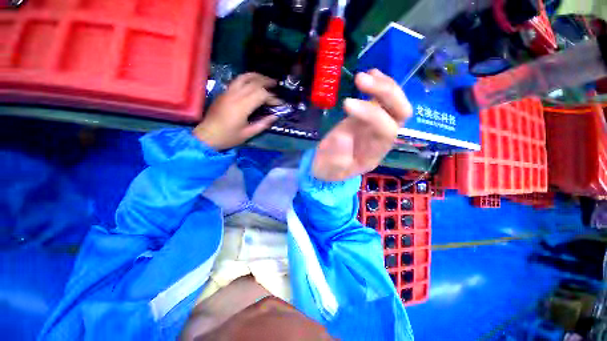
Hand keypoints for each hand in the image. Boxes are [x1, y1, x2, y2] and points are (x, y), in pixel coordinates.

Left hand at [194, 73, 278, 149]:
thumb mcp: (248, 134)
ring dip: (256, 76)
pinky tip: (252, 83)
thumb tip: (274, 116)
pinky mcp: (223, 93)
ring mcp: (227, 92)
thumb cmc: (228, 137)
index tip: (279, 103)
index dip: (272, 97)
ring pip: (243, 77)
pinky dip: (247, 79)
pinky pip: (237, 81)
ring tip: (265, 79)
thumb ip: (263, 124)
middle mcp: (234, 95)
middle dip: (266, 82)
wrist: (206, 136)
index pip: (261, 94)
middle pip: (253, 82)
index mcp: (242, 106)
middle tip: (276, 85)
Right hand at [312, 69, 411, 180]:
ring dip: (383, 85)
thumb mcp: (328, 169)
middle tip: (362, 80)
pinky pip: (381, 100)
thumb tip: (343, 137)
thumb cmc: (328, 169)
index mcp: (374, 154)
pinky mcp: (367, 117)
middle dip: (387, 94)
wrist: (327, 166)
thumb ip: (336, 158)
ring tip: (364, 75)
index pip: (386, 131)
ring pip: (395, 103)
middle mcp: (381, 138)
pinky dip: (379, 85)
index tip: (346, 104)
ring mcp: (375, 125)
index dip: (371, 114)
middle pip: (400, 114)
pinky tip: (370, 74)